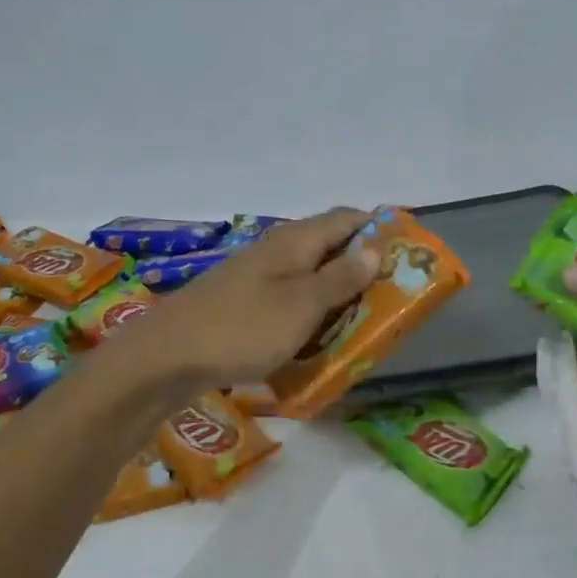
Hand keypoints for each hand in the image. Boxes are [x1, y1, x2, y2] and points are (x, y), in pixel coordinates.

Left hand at [113, 208, 380, 387]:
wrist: (167, 358)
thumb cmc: (243, 328)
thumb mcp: (302, 304)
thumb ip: (340, 278)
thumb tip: (374, 248)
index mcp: (295, 241)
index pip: (347, 218)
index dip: (379, 229)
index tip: (409, 252)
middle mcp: (277, 251)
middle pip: (330, 247)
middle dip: (363, 267)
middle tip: (394, 296)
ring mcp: (257, 278)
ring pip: (310, 277)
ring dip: (338, 295)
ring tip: (366, 321)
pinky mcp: (244, 305)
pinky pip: (290, 302)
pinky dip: (311, 315)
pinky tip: (319, 338)